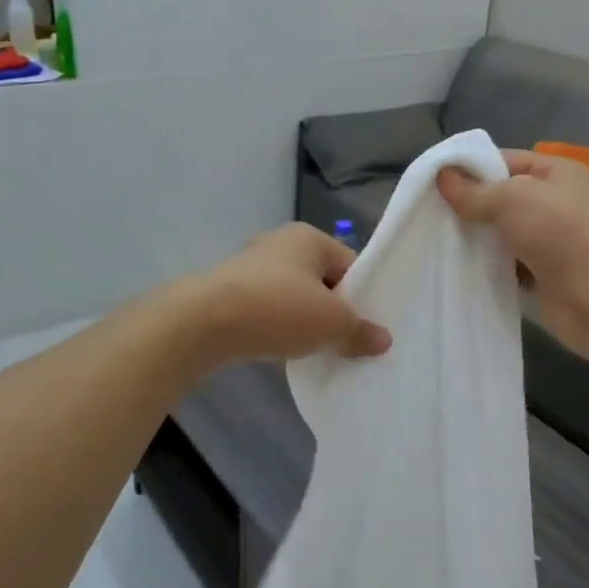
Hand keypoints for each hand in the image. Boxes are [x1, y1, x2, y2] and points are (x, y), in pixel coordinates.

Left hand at [186, 223, 390, 367]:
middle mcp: (279, 243)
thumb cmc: (279, 309)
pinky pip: (267, 308)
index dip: (362, 296)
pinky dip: (277, 326)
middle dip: (333, 310)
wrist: (205, 322)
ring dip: (304, 320)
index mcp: (309, 238)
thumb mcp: (332, 323)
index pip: (350, 264)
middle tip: (344, 341)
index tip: (365, 327)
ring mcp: (250, 266)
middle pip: (321, 280)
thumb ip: (360, 330)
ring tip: (313, 350)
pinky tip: (280, 348)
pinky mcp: (229, 291)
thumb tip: (383, 340)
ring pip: (293, 296)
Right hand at [438, 149, 588, 370]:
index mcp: (554, 172)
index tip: (431, 182)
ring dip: (473, 238)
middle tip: (426, 213)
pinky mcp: (540, 273)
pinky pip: (504, 263)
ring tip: (433, 239)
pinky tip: (455, 267)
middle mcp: (552, 202)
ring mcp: (547, 240)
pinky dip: (484, 265)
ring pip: (499, 232)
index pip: (503, 160)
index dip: (468, 168)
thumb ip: (474, 190)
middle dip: (466, 205)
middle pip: (499, 197)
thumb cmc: (562, 235)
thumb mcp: (512, 199)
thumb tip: (442, 176)